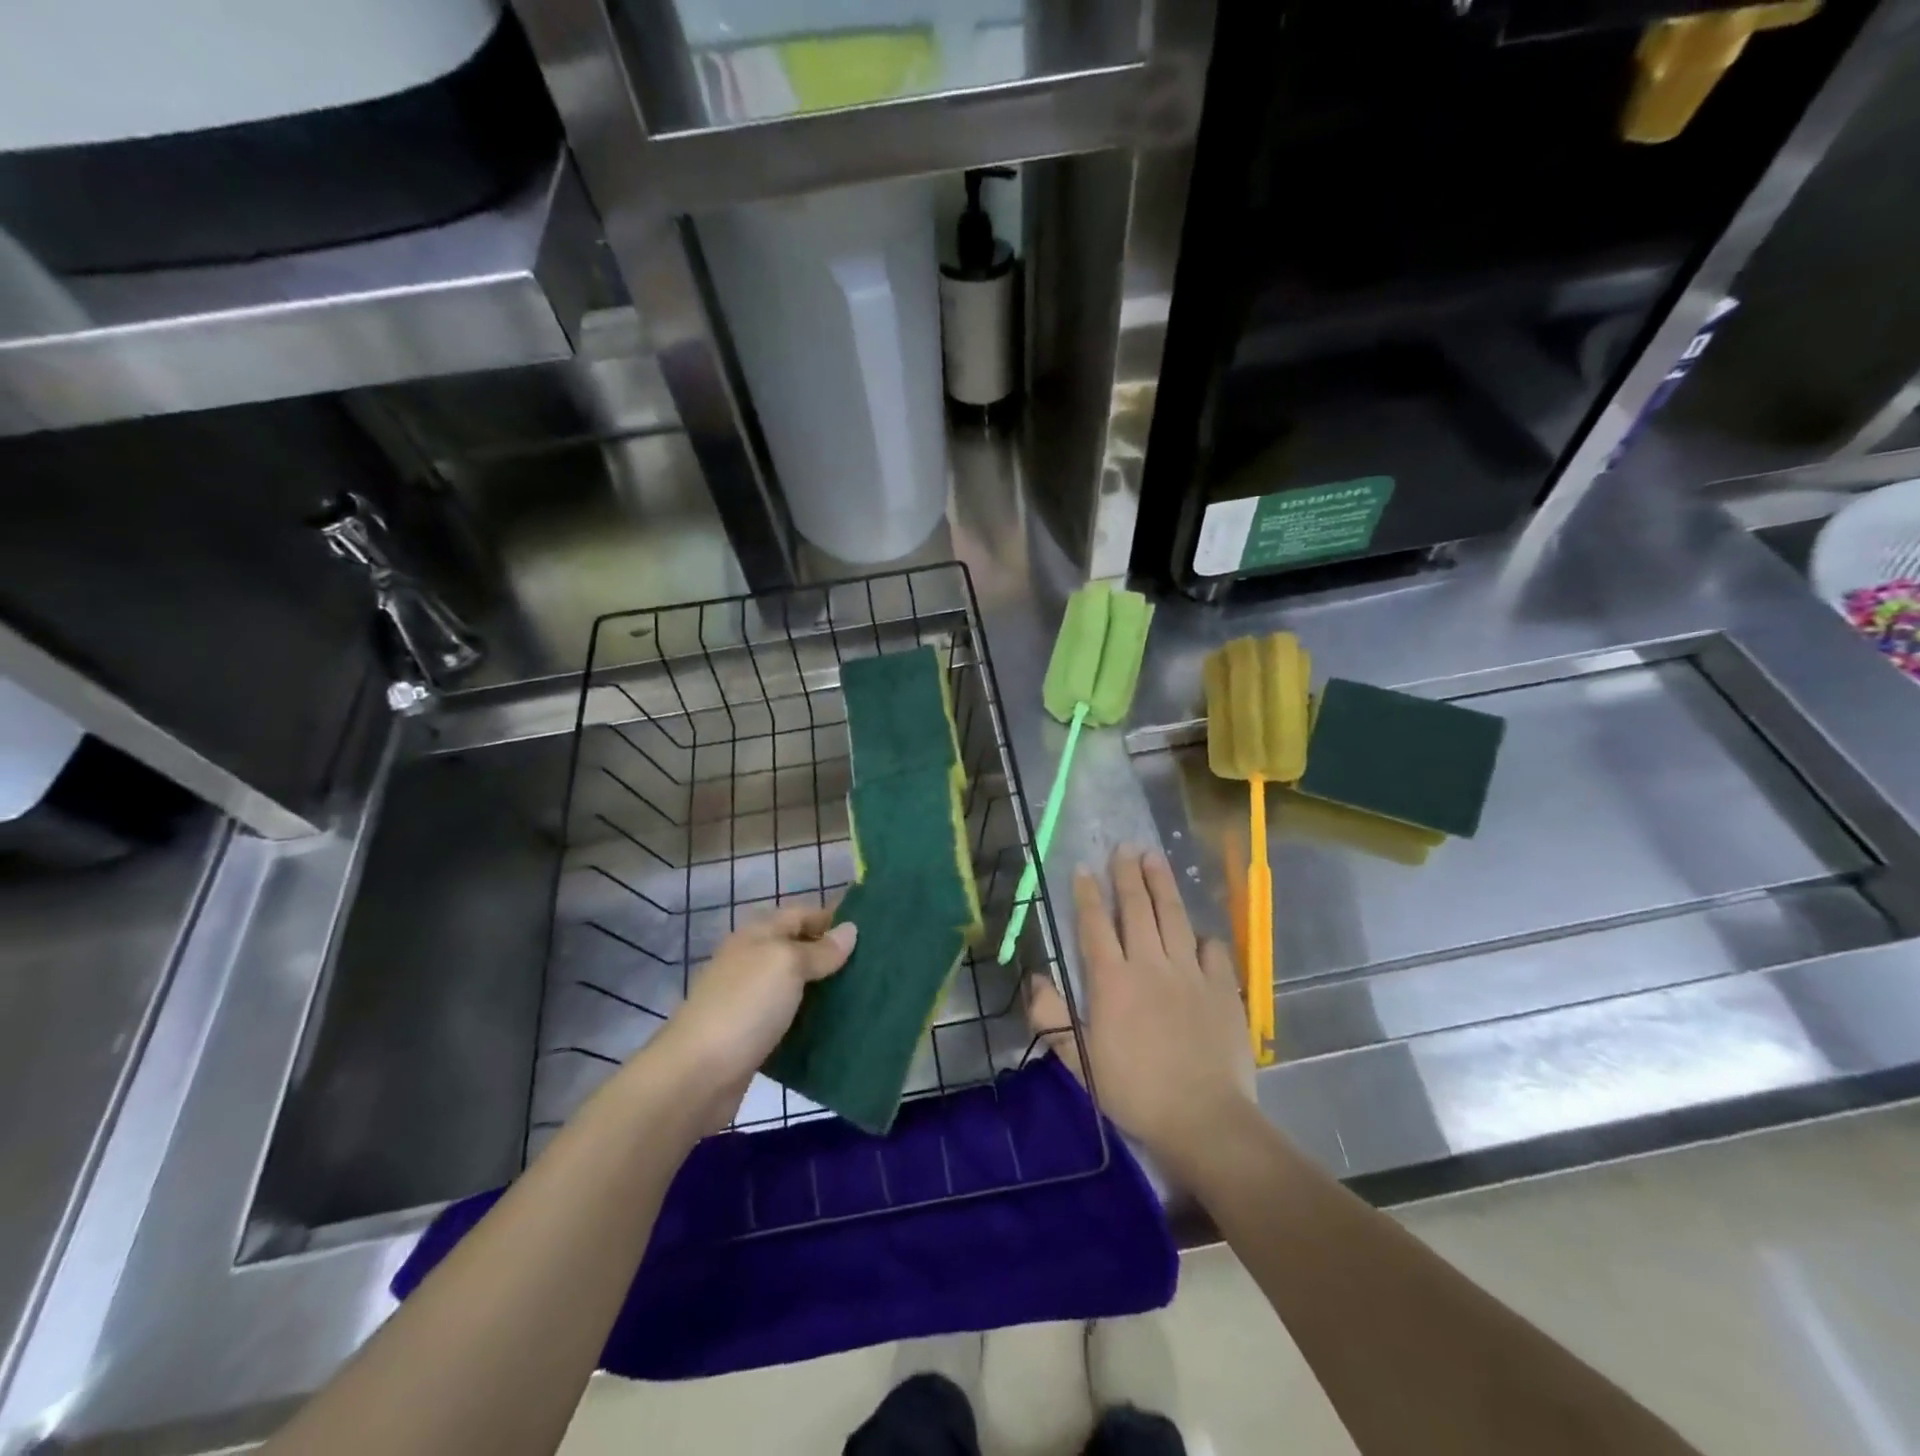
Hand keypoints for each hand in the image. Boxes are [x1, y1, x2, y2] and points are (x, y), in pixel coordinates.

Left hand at [648, 905, 855, 1130]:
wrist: (696, 1075)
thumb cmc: (745, 1006)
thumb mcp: (787, 965)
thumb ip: (820, 950)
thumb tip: (850, 930)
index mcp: (758, 935)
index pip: (802, 914)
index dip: (833, 918)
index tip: (873, 929)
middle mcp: (753, 962)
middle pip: (800, 949)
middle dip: (834, 956)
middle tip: (877, 966)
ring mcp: (751, 1001)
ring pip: (798, 986)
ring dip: (826, 990)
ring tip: (867, 995)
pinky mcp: (754, 1036)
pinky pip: (792, 1019)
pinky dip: (813, 1021)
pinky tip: (840, 1028)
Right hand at [1027, 846, 1254, 1162]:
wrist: (1204, 1119)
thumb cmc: (1135, 1092)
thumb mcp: (1081, 1062)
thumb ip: (1053, 1018)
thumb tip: (1035, 979)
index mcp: (1113, 981)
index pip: (1096, 925)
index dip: (1088, 895)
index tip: (1085, 868)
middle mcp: (1150, 965)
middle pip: (1137, 909)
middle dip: (1128, 875)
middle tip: (1124, 847)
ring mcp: (1190, 973)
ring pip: (1174, 917)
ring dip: (1162, 885)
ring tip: (1155, 858)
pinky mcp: (1223, 988)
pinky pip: (1212, 950)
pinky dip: (1202, 937)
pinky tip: (1197, 933)